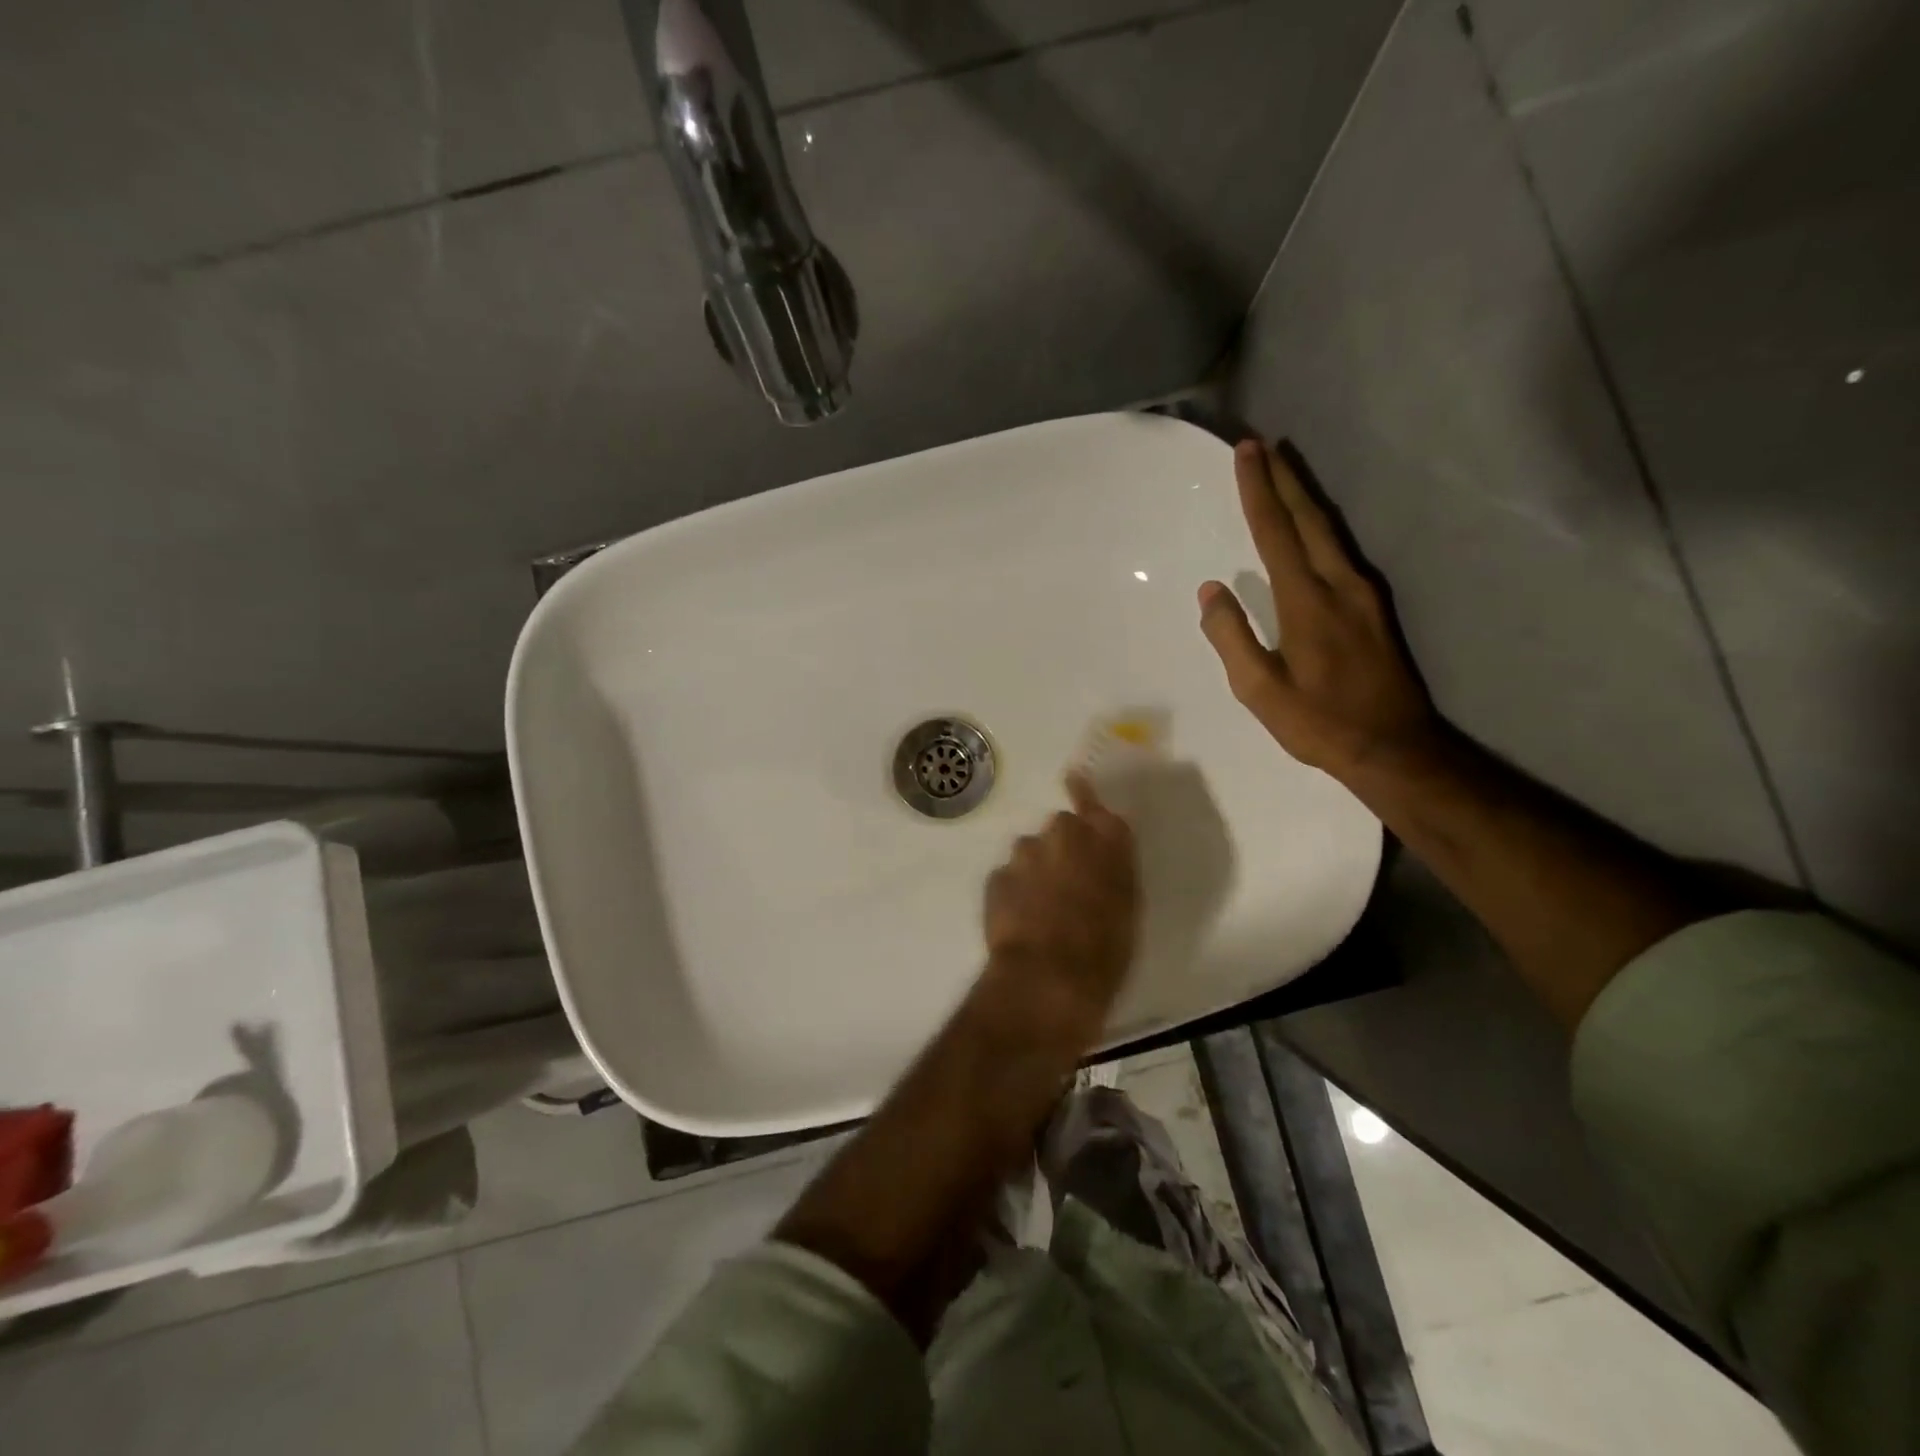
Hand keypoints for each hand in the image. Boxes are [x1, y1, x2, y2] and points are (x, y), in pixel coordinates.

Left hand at [980, 774, 1138, 1037]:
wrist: (1048, 977)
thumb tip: (1101, 855)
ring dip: (1036, 869)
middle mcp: (1063, 834)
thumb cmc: (1105, 949)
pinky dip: (1014, 892)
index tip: (1073, 779)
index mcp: (1106, 839)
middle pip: (1061, 828)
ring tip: (1041, 909)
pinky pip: (1008, 877)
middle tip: (1068, 883)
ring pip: (1031, 851)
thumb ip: (1114, 869)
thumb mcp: (1127, 907)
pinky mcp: (996, 877)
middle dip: (1062, 847)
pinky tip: (1020, 921)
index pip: (1092, 801)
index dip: (1083, 792)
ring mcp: (1025, 853)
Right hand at [1199, 439, 1436, 779]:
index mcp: (1306, 601)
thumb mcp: (1260, 691)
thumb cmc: (1318, 722)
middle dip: (1283, 479)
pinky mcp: (1375, 606)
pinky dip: (1320, 525)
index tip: (1247, 451)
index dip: (1259, 491)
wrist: (1394, 746)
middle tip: (1262, 445)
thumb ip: (1232, 637)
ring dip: (1304, 496)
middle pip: (1308, 518)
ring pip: (1330, 530)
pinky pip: (1342, 549)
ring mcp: (1363, 592)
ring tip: (1284, 470)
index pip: (1276, 533)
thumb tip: (1211, 590)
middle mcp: (1340, 584)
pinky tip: (1312, 525)